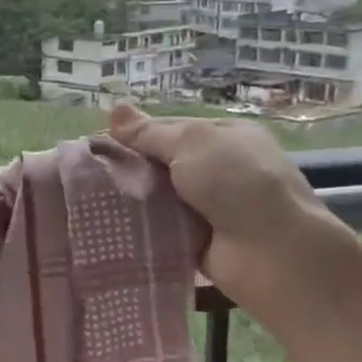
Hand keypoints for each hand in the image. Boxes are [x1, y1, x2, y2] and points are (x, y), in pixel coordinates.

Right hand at [108, 102, 341, 309]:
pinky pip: (163, 231)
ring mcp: (212, 208)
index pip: (171, 129)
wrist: (274, 253)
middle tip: (88, 175)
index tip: (99, 145)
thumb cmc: (236, 182)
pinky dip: (143, 231)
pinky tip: (110, 228)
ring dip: (134, 202)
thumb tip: (114, 109)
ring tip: (88, 203)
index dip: (136, 135)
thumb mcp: (191, 143)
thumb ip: (149, 132)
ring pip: (160, 199)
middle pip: (163, 165)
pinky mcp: (200, 242)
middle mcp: (220, 170)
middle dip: (131, 169)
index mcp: (225, 136)